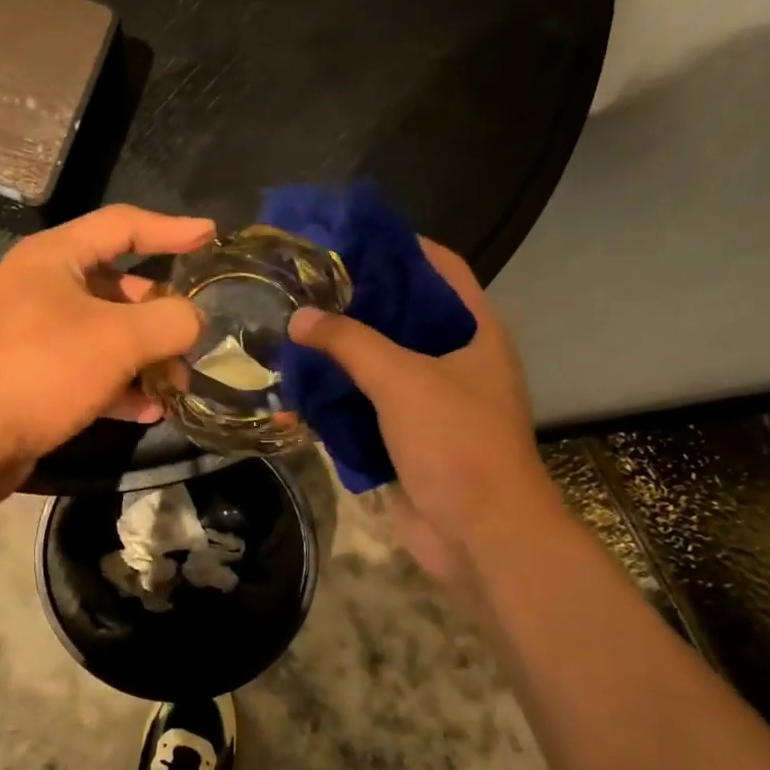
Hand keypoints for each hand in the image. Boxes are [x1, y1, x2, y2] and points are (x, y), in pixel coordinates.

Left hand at [0, 205, 212, 471]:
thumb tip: (195, 320)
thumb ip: (170, 321)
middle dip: (162, 312)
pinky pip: (89, 372)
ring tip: (180, 383)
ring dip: (146, 356)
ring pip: (106, 334)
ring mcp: (36, 336)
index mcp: (55, 258)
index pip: (123, 226)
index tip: (212, 237)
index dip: (171, 229)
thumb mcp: (118, 338)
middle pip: (118, 286)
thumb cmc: (42, 368)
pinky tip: (149, 410)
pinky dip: (120, 386)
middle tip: (198, 334)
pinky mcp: (34, 378)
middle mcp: (43, 289)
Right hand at [287, 240, 560, 575]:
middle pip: (402, 316)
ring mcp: (429, 402)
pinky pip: (364, 406)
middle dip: (356, 302)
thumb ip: (349, 342)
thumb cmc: (456, 441)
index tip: (351, 236)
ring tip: (290, 327)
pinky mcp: (404, 437)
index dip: (402, 247)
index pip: (441, 270)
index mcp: (474, 332)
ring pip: (378, 364)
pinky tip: (296, 385)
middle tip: (304, 283)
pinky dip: (335, 397)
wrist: (478, 533)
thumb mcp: (402, 379)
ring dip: (339, 352)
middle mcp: (454, 360)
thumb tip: (299, 317)